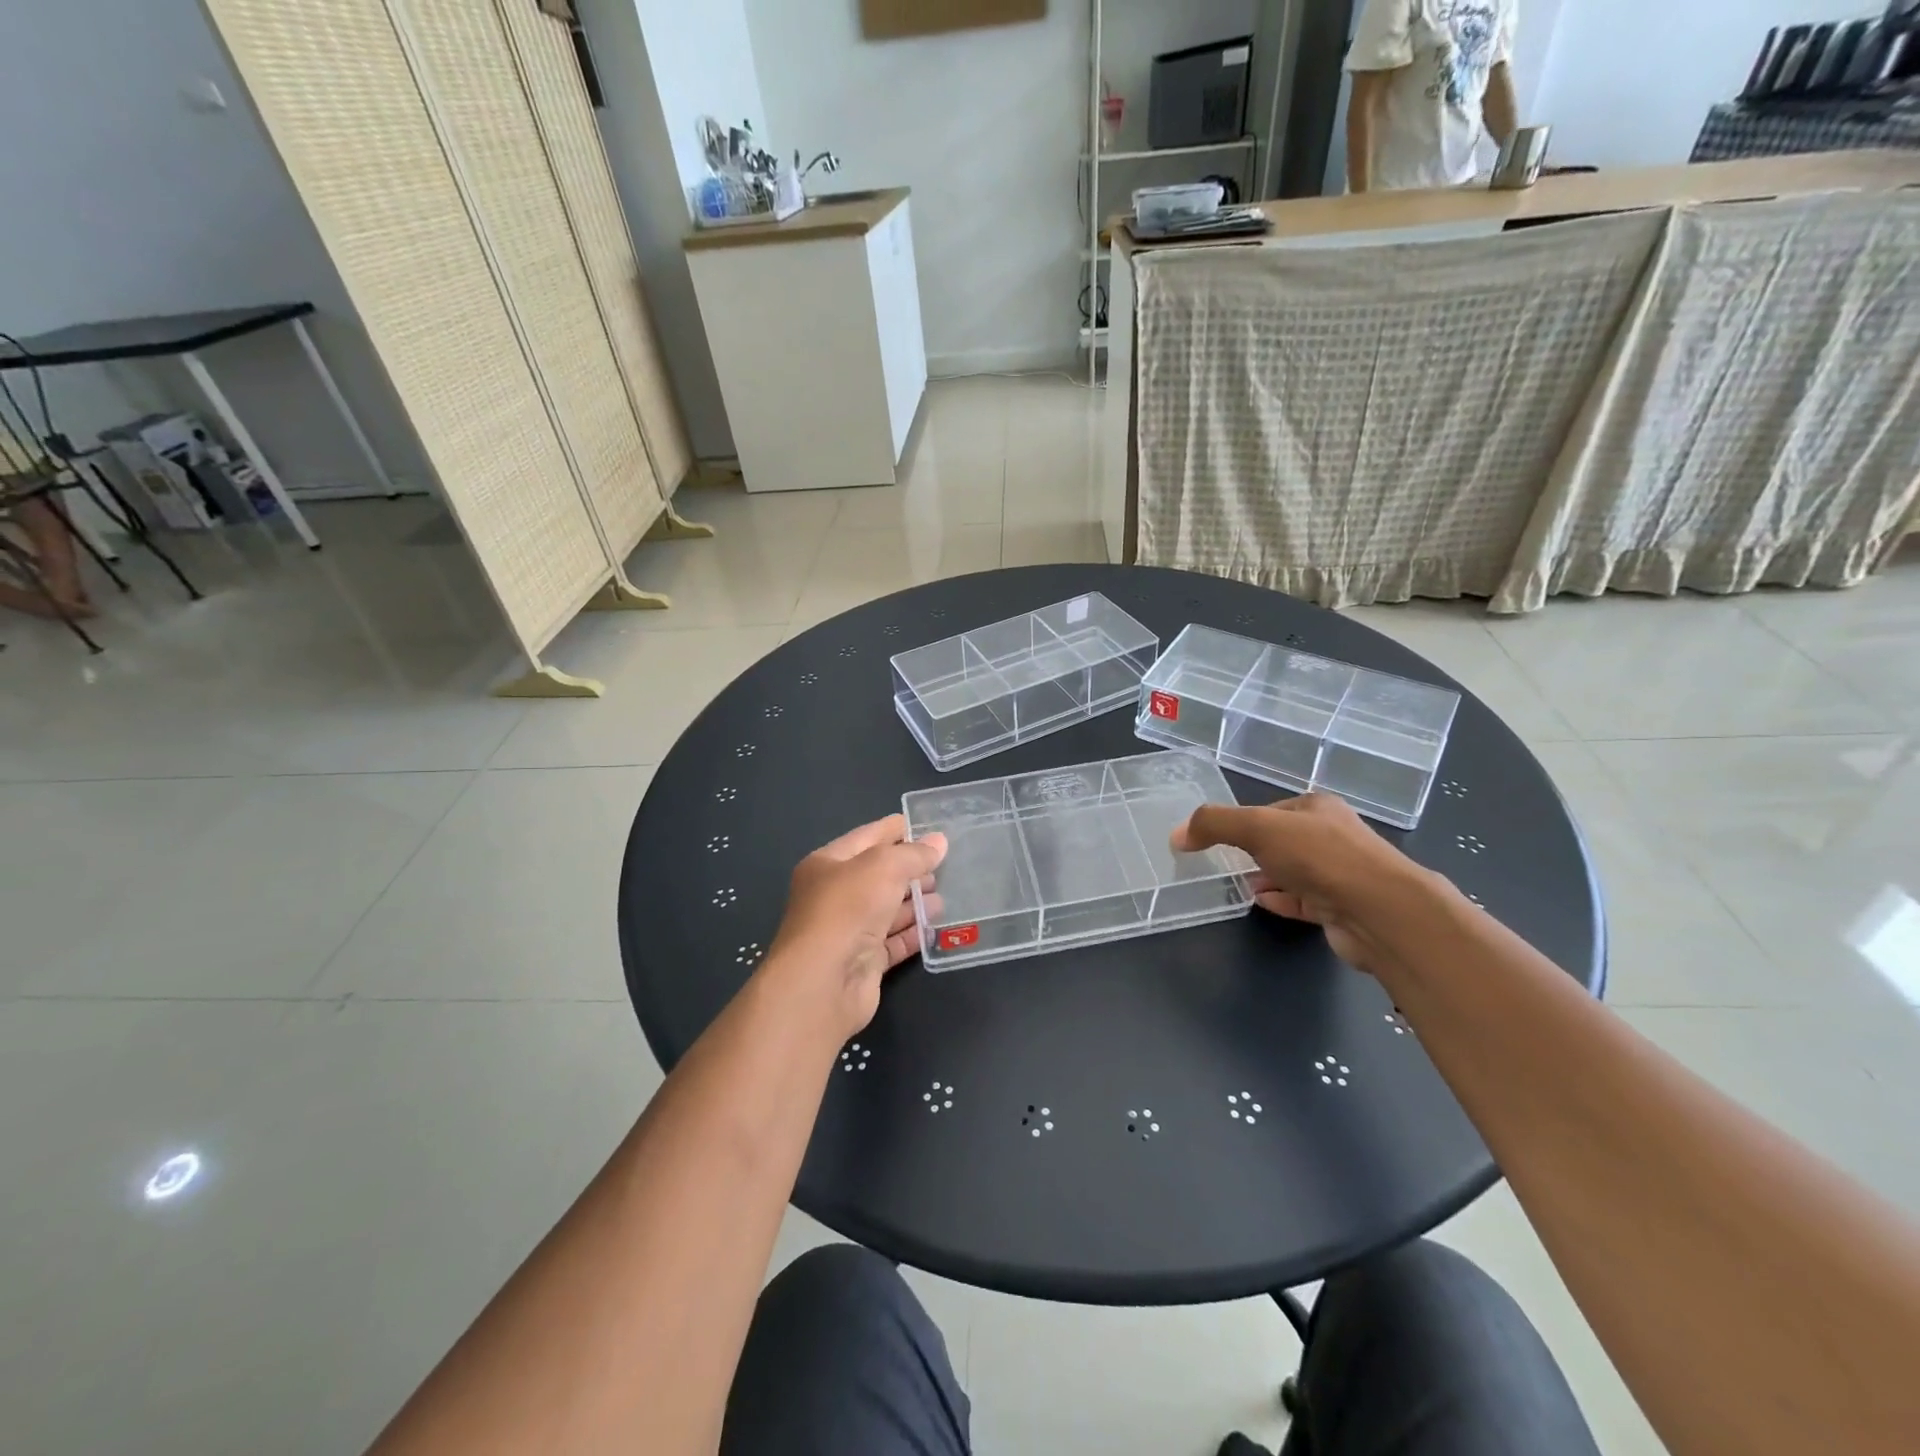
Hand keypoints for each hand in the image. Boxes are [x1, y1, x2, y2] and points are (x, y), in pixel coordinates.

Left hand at [766, 815, 946, 1039]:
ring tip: (946, 894)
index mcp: (827, 864)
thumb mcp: (884, 867)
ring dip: (915, 901)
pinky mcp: (863, 961)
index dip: (896, 829)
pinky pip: (893, 941)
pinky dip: (914, 932)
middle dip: (910, 868)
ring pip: (887, 909)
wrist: (823, 983)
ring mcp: (848, 930)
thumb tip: (939, 841)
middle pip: (878, 875)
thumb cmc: (847, 910)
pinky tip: (938, 925)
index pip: (866, 837)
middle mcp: (834, 895)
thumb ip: (914, 854)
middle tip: (945, 863)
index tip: (927, 824)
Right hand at [1172, 794, 1434, 976]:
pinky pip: (1303, 900)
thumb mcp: (1257, 828)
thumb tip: (1176, 835)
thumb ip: (1214, 825)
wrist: (1380, 911)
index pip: (1272, 809)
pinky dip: (1281, 900)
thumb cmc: (1320, 857)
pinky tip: (1262, 903)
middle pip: (1283, 840)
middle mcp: (1332, 836)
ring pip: (1294, 871)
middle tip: (1224, 861)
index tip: (1217, 838)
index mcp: (1317, 808)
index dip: (1244, 821)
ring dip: (1267, 876)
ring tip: (1238, 884)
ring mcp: (1340, 874)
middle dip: (1254, 850)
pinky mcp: (1341, 908)